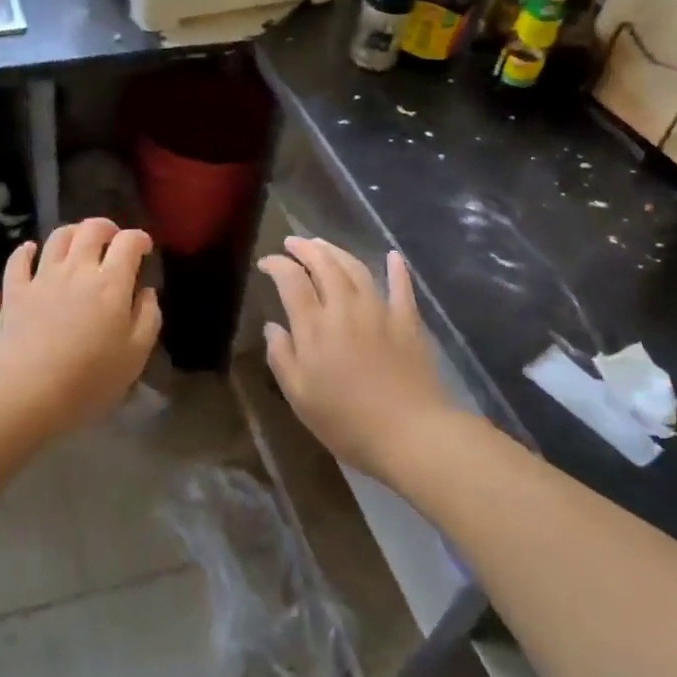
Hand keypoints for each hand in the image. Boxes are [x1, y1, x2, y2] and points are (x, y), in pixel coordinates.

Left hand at [0, 218, 160, 435]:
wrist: (28, 393)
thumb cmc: (90, 379)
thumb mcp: (136, 354)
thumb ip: (148, 317)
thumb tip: (146, 291)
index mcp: (111, 282)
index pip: (129, 242)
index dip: (140, 239)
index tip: (145, 249)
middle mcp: (77, 269)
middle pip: (92, 229)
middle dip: (107, 228)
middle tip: (113, 240)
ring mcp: (43, 277)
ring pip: (58, 237)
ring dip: (73, 232)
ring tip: (79, 242)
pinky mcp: (15, 291)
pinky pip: (19, 259)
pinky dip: (26, 250)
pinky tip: (31, 251)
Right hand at [258, 238, 455, 481]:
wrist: (410, 433)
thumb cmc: (346, 421)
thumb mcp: (299, 396)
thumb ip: (282, 356)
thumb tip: (272, 326)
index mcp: (314, 325)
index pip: (291, 280)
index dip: (276, 265)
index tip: (265, 262)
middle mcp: (344, 307)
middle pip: (324, 264)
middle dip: (305, 248)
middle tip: (292, 243)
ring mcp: (379, 310)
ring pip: (355, 268)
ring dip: (337, 251)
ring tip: (323, 245)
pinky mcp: (407, 321)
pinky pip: (401, 287)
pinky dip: (396, 269)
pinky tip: (392, 257)